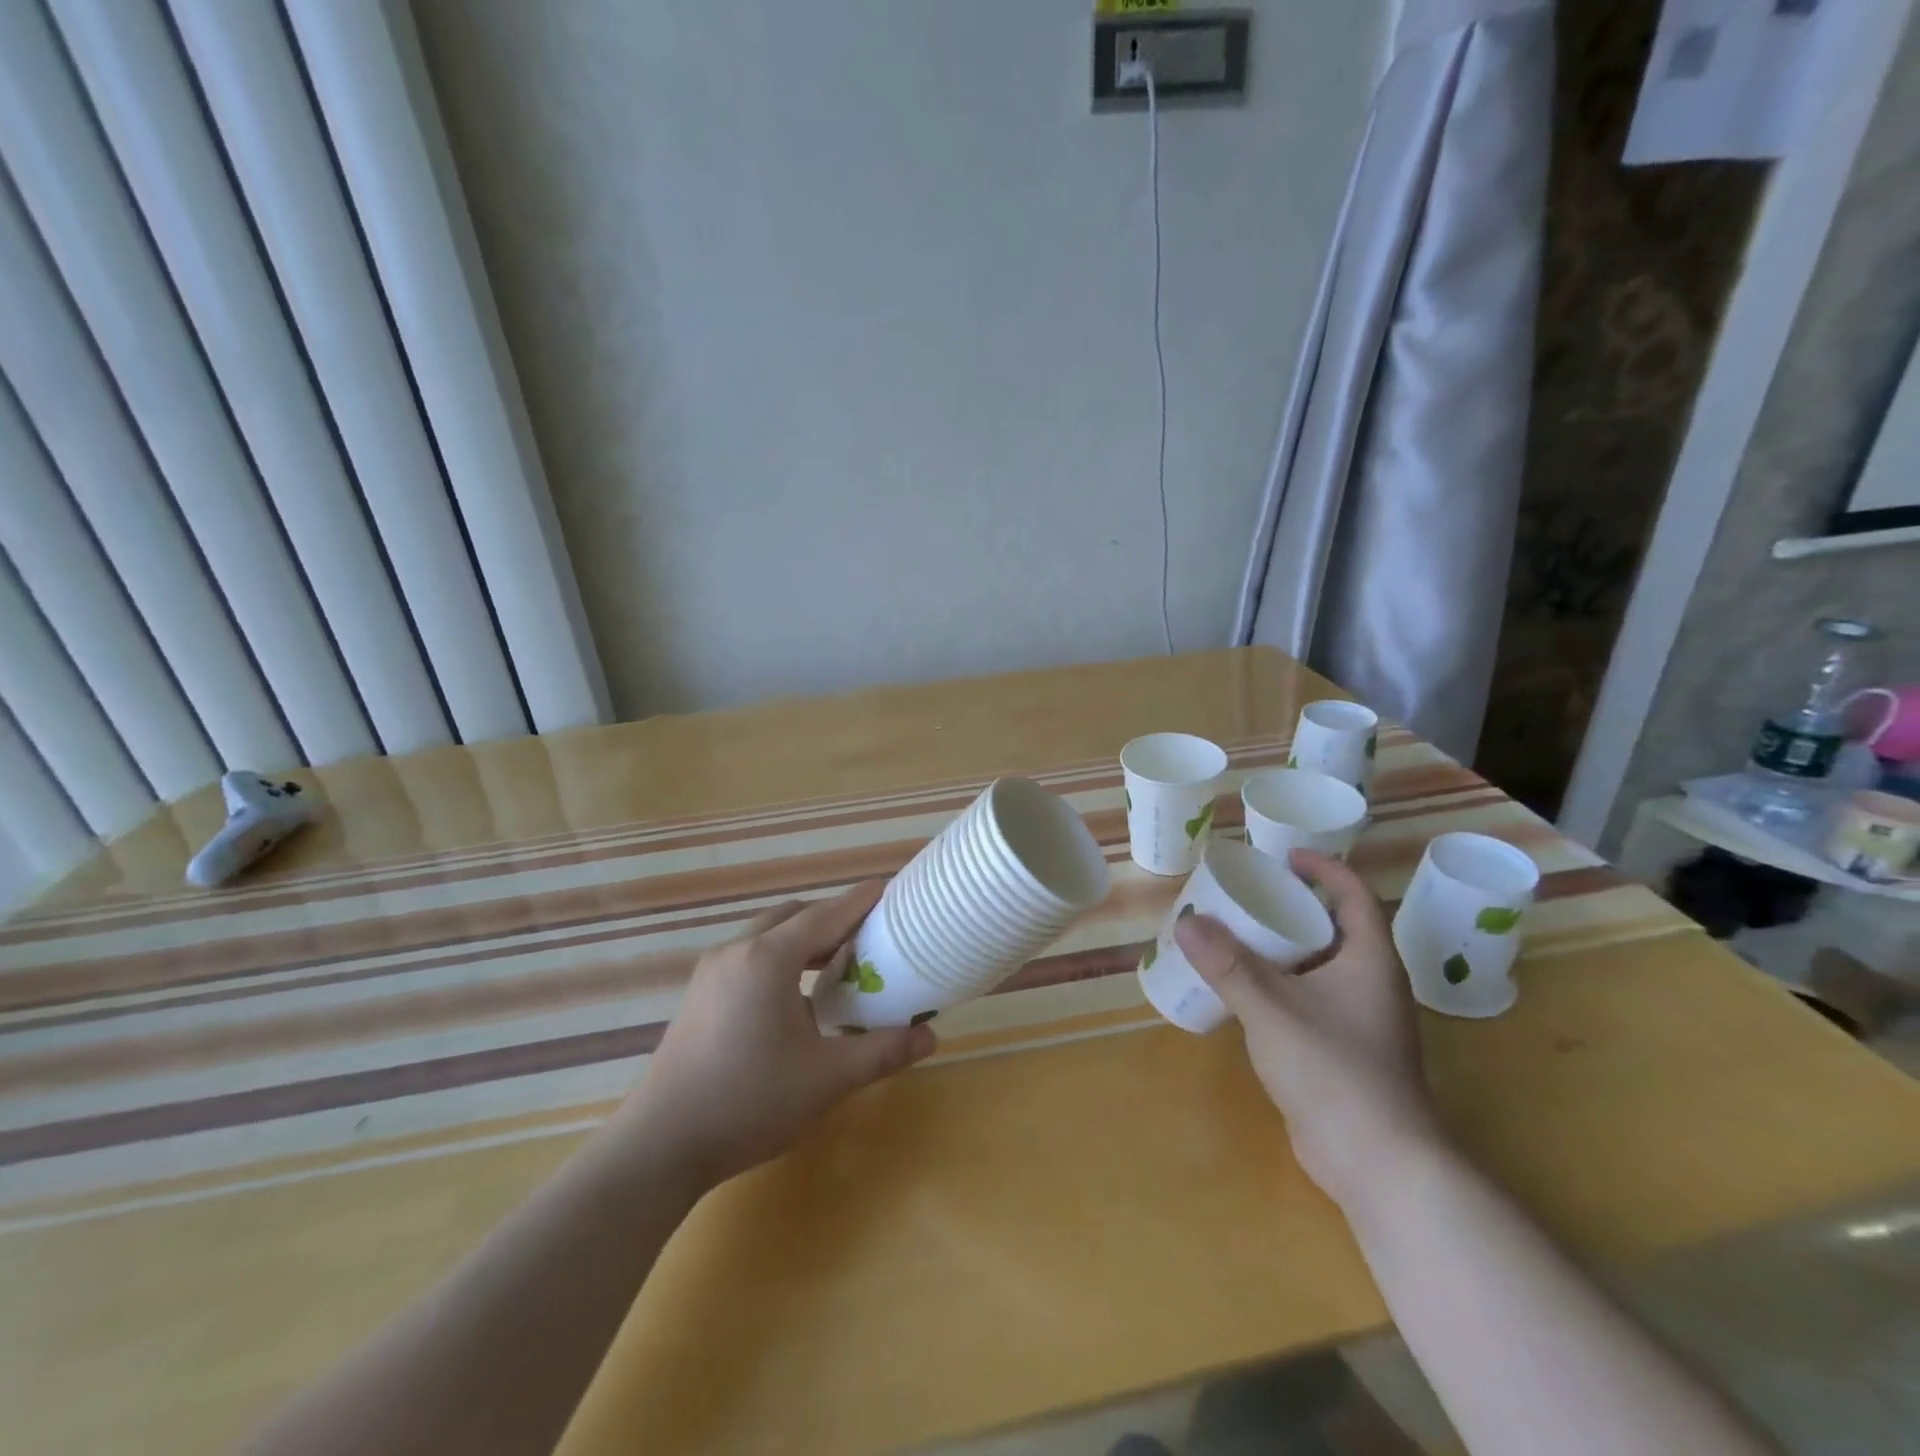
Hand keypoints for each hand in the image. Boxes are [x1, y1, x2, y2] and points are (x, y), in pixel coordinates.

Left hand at [619, 882, 936, 1186]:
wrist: (660, 1146)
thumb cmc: (748, 1102)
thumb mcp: (825, 1078)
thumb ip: (881, 1052)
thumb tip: (930, 1036)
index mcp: (768, 958)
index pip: (826, 914)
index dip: (861, 901)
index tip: (891, 890)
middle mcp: (737, 950)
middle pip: (794, 916)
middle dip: (833, 920)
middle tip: (870, 938)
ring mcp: (712, 972)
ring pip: (768, 935)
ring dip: (804, 940)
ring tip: (837, 966)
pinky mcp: (699, 994)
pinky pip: (749, 956)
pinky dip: (780, 959)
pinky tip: (796, 998)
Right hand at [1174, 850, 1443, 1211]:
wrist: (1377, 1164)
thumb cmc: (1334, 1071)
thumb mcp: (1272, 1009)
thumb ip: (1227, 965)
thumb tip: (1186, 922)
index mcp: (1370, 961)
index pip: (1353, 895)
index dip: (1323, 868)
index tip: (1283, 856)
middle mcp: (1371, 983)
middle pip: (1333, 928)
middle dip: (1292, 906)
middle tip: (1246, 894)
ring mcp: (1359, 1020)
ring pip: (1319, 966)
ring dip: (1281, 947)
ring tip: (1235, 935)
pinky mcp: (1342, 1049)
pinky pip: (1309, 998)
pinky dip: (1279, 984)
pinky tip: (1243, 990)